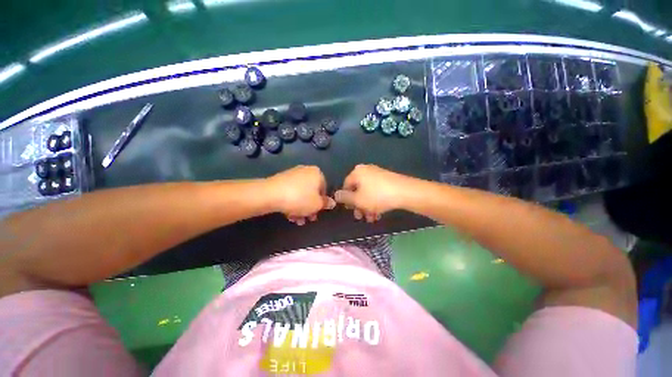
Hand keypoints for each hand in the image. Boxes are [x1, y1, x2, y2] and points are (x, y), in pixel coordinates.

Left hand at [265, 166, 334, 224]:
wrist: (270, 194)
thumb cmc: (300, 198)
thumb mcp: (317, 204)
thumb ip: (326, 204)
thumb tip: (332, 202)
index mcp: (317, 173)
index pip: (324, 189)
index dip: (321, 203)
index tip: (317, 213)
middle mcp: (306, 171)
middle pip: (312, 192)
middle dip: (310, 208)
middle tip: (307, 219)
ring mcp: (292, 175)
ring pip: (301, 194)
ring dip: (301, 208)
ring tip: (297, 220)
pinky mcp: (281, 180)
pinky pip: (291, 192)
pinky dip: (292, 203)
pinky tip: (289, 215)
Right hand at [334, 164, 413, 221]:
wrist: (406, 192)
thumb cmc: (377, 196)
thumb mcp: (358, 199)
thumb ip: (345, 198)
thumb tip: (335, 195)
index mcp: (357, 172)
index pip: (346, 186)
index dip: (346, 199)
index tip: (351, 210)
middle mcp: (366, 171)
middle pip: (357, 190)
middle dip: (358, 206)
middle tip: (360, 217)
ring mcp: (378, 175)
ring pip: (367, 193)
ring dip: (367, 207)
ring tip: (371, 219)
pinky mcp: (388, 180)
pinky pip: (377, 192)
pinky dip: (375, 202)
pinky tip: (378, 214)